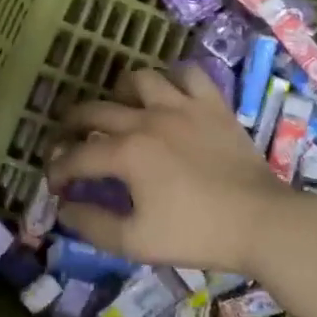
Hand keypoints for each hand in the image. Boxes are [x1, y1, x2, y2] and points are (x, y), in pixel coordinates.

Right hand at [46, 66, 316, 275]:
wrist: (261, 222)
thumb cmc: (197, 234)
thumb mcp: (136, 242)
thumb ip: (93, 225)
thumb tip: (65, 207)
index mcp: (127, 153)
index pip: (77, 156)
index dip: (58, 170)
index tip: (55, 184)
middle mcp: (148, 119)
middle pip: (96, 110)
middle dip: (73, 125)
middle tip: (68, 140)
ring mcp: (183, 106)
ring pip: (140, 79)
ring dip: (120, 92)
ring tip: (119, 108)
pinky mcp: (212, 104)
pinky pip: (189, 74)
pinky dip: (173, 78)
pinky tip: (169, 93)